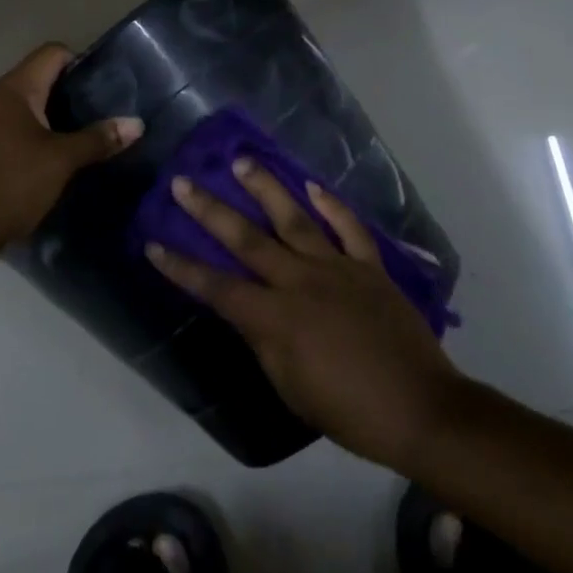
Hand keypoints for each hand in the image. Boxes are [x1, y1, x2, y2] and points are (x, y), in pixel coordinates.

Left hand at [0, 44, 142, 252]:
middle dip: (70, 92)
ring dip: (51, 115)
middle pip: (39, 77)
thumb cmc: (12, 183)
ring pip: (24, 104)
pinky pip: (10, 125)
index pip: (52, 53)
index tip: (105, 86)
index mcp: (15, 89)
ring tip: (80, 135)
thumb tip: (137, 124)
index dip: (81, 62)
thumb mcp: (62, 161)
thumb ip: (98, 139)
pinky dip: (32, 132)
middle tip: (100, 113)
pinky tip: (49, 156)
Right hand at [147, 161, 464, 473]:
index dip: (182, 267)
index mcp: (276, 318)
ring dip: (266, 189)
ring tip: (243, 161)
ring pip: (294, 219)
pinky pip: (348, 228)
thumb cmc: (348, 411)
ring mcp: (337, 268)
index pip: (216, 287)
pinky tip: (313, 185)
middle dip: (211, 211)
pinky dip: (331, 204)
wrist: (419, 408)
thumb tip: (247, 310)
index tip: (153, 244)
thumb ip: (263, 341)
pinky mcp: (369, 267)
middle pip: (247, 240)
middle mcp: (301, 282)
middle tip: (184, 183)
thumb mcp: (290, 387)